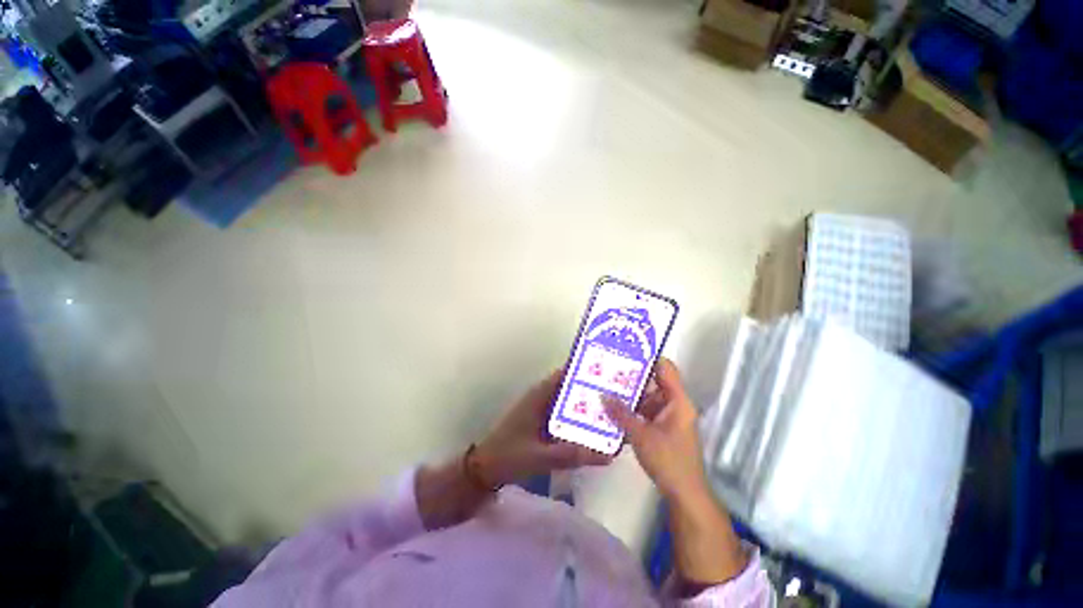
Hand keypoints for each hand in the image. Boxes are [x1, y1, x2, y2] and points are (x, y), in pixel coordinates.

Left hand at [475, 369, 611, 486]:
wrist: (485, 469)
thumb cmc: (508, 455)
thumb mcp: (540, 456)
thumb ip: (571, 455)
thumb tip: (607, 455)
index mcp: (540, 394)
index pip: (566, 374)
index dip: (586, 370)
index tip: (611, 373)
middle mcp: (543, 397)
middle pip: (572, 387)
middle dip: (593, 389)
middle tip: (621, 395)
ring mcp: (543, 409)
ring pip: (570, 401)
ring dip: (587, 405)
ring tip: (615, 410)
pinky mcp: (543, 422)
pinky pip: (566, 415)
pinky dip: (579, 418)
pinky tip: (596, 429)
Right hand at [605, 358, 745, 584]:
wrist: (684, 494)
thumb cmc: (668, 461)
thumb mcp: (641, 435)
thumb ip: (621, 414)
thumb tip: (602, 395)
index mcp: (677, 401)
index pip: (665, 368)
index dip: (647, 358)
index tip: (625, 353)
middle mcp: (674, 404)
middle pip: (653, 382)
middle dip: (630, 378)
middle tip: (608, 371)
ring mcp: (668, 417)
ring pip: (647, 398)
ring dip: (628, 396)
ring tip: (606, 389)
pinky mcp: (662, 428)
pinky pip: (645, 412)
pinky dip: (631, 411)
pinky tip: (613, 410)